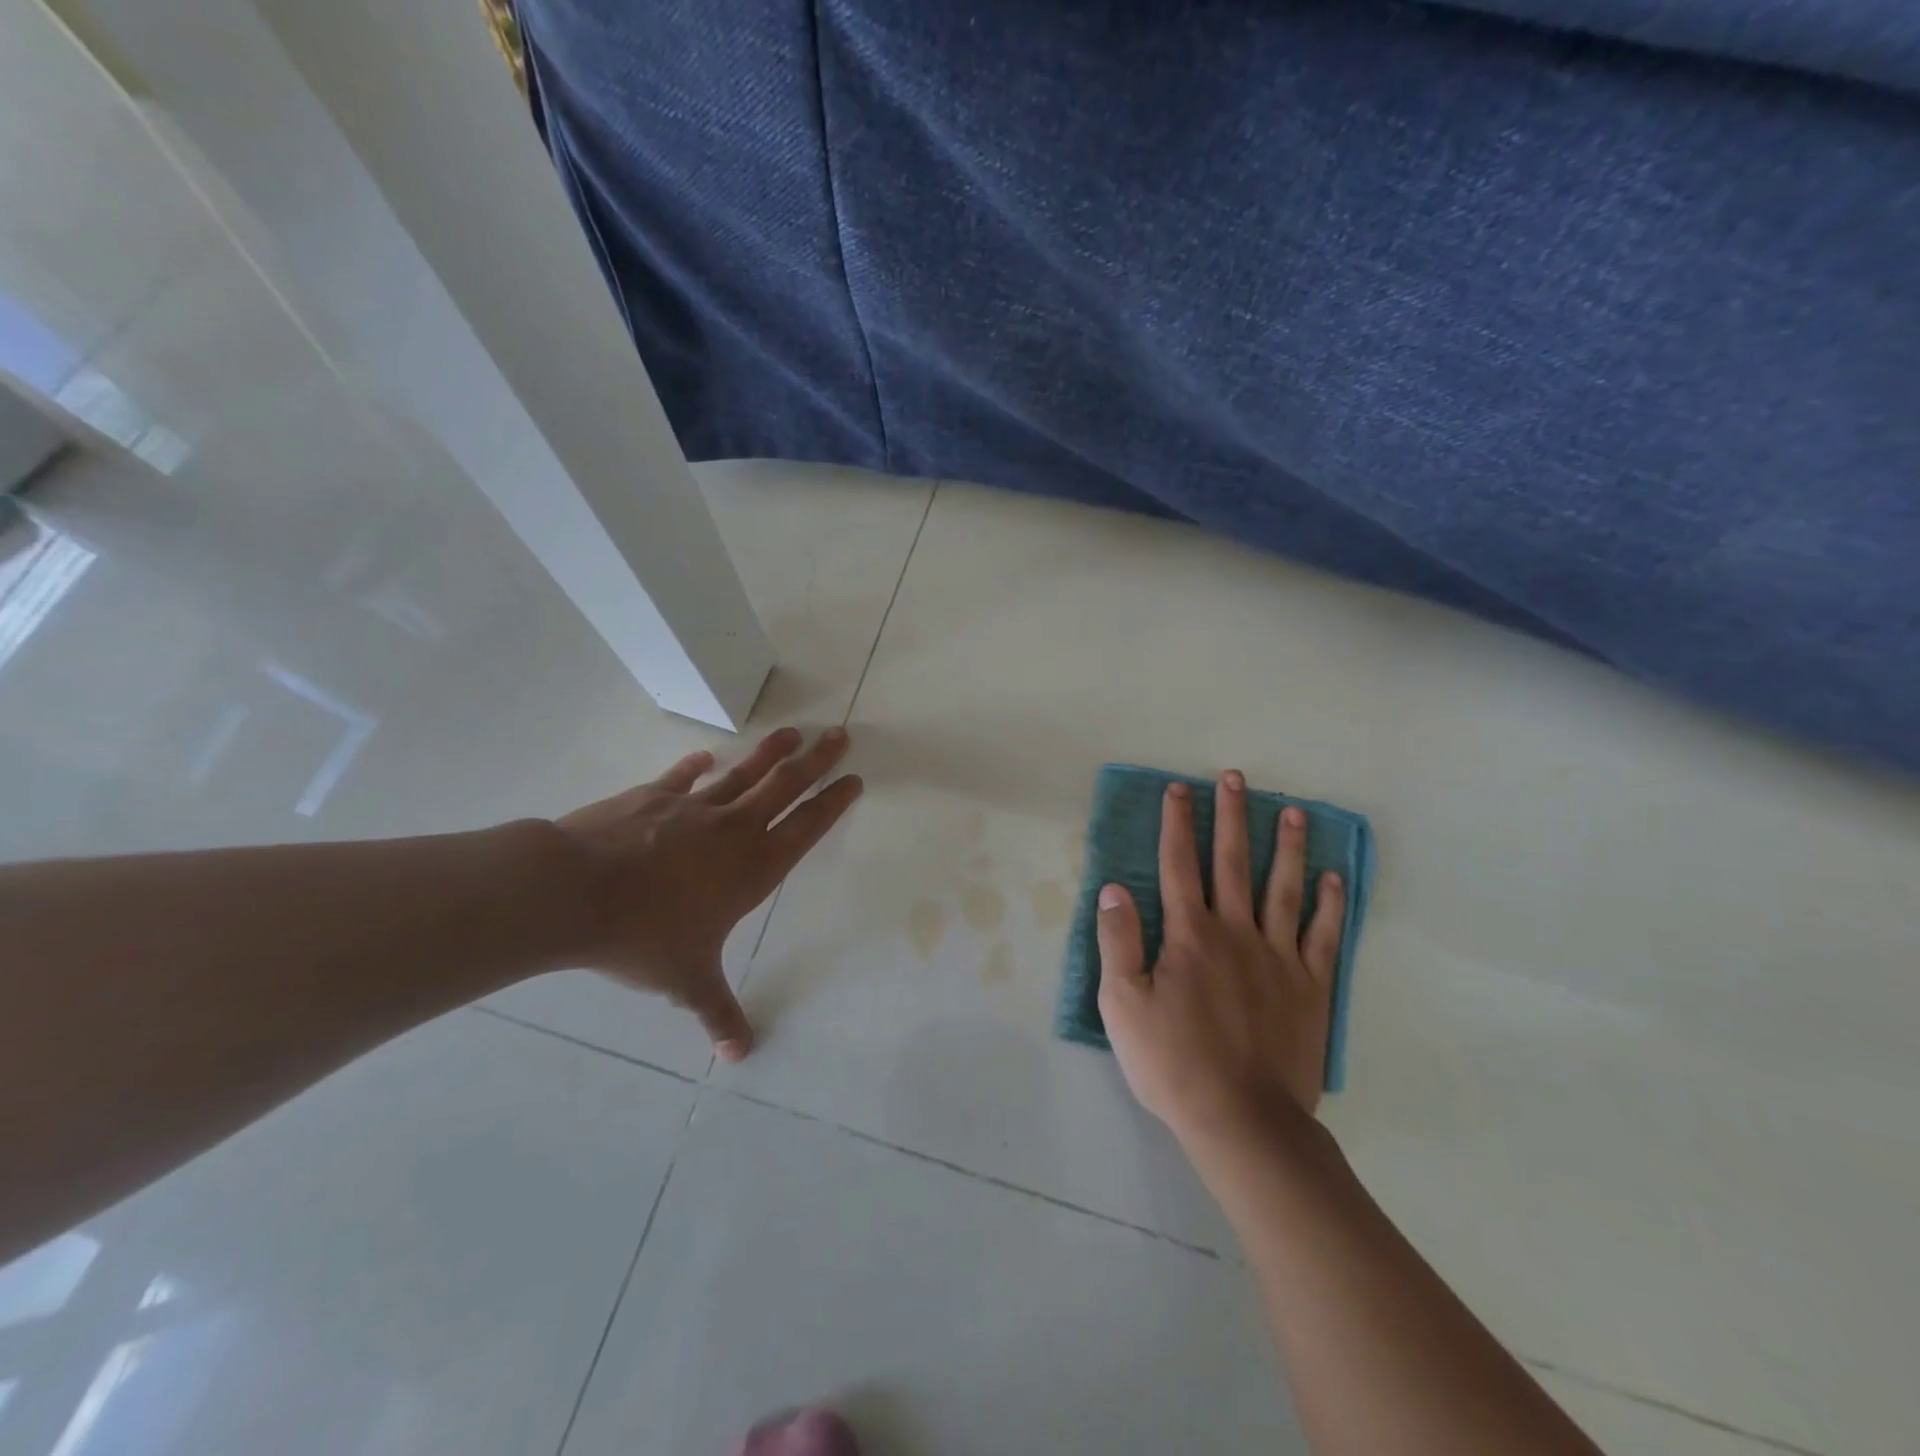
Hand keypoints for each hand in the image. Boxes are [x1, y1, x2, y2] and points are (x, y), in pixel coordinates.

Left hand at [554, 726, 860, 1061]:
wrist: (574, 892)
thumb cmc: (644, 937)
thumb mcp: (687, 982)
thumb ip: (719, 1015)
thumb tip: (740, 1057)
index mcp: (753, 868)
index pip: (806, 828)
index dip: (833, 803)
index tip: (853, 779)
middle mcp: (733, 830)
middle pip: (785, 786)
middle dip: (815, 761)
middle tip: (840, 735)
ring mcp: (693, 808)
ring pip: (744, 773)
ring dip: (771, 752)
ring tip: (794, 731)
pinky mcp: (653, 797)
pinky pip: (683, 777)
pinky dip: (696, 766)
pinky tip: (706, 756)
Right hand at [1095, 772, 1344, 1147]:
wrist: (1243, 1120)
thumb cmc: (1172, 1062)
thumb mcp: (1122, 1005)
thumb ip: (1118, 942)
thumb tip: (1113, 888)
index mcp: (1189, 935)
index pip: (1178, 864)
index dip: (1177, 823)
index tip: (1179, 788)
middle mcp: (1235, 932)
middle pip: (1232, 863)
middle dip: (1231, 817)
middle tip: (1235, 778)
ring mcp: (1279, 957)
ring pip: (1283, 889)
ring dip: (1286, 846)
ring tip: (1291, 810)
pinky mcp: (1310, 987)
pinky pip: (1323, 936)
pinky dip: (1330, 904)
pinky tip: (1333, 877)